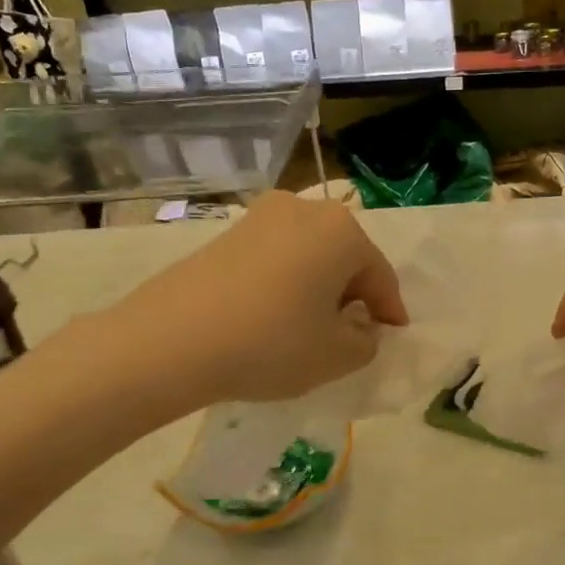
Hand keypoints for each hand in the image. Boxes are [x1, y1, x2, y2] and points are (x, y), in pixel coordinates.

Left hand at [115, 191, 407, 406]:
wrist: (172, 340)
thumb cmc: (272, 343)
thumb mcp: (336, 356)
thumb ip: (365, 341)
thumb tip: (359, 326)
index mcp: (341, 231)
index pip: (379, 275)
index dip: (389, 310)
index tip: (393, 334)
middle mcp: (304, 209)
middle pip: (344, 257)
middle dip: (353, 293)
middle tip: (354, 330)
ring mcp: (260, 217)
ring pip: (308, 254)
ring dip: (318, 286)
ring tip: (313, 324)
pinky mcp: (226, 233)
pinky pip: (275, 257)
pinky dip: (286, 282)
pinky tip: (275, 314)